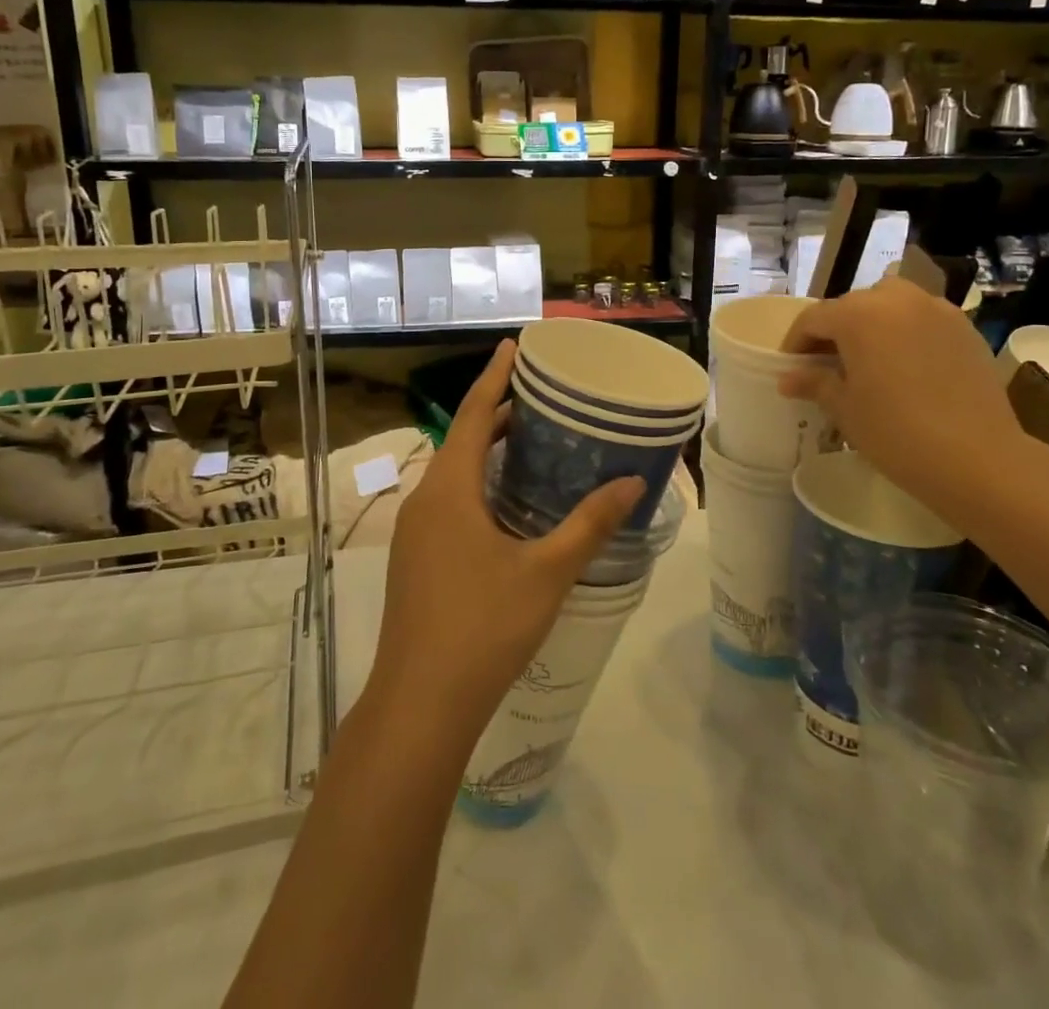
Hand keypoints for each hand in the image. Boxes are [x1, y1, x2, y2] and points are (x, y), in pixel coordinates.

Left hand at [369, 340, 644, 754]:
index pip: (474, 414)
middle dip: (498, 413)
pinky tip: (507, 504)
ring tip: (531, 441)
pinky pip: (449, 501)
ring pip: (455, 473)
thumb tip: (632, 483)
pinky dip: (479, 484)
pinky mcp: (416, 558)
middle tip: (541, 397)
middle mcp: (425, 500)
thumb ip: (589, 525)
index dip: (493, 376)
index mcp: (450, 490)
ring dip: (488, 452)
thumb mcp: (546, 573)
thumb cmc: (484, 627)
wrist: (420, 704)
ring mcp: (416, 532)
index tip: (512, 345)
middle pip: (464, 440)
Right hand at [777, 279, 1025, 511]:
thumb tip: (789, 377)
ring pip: (890, 304)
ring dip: (872, 324)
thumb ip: (814, 383)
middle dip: (835, 331)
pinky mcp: (965, 329)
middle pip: (852, 306)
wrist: (978, 459)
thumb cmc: (896, 432)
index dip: (796, 343)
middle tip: (826, 366)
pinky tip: (906, 367)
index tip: (791, 368)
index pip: (813, 319)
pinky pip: (922, 320)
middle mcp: (897, 299)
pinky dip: (906, 333)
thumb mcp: (844, 409)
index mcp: (859, 314)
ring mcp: (936, 310)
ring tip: (869, 359)